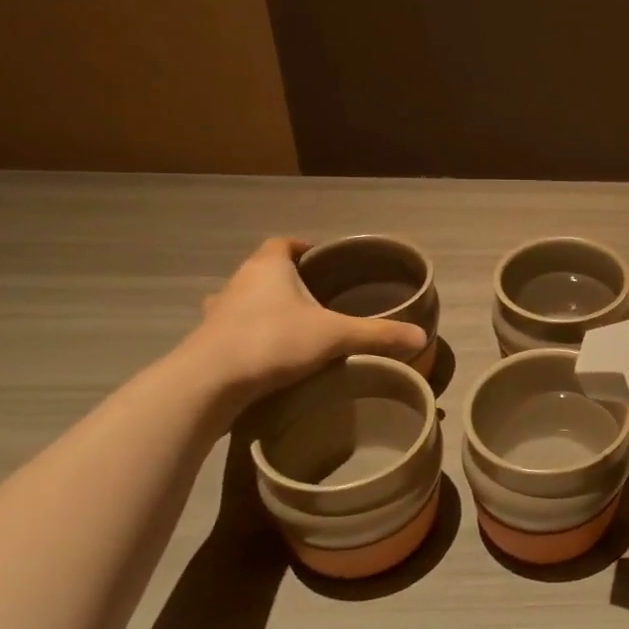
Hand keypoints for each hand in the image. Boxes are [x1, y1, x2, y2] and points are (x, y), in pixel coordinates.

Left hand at [176, 237, 426, 405]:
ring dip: (265, 309)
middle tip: (317, 298)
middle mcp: (238, 283)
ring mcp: (217, 314)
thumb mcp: (335, 336)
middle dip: (288, 281)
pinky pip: (233, 331)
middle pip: (264, 271)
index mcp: (268, 267)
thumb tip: (421, 336)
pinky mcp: (206, 344)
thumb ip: (378, 335)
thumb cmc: (272, 342)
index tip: (322, 260)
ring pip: (245, 301)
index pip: (284, 244)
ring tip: (294, 328)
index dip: (303, 248)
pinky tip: (269, 356)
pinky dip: (250, 337)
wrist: (207, 384)